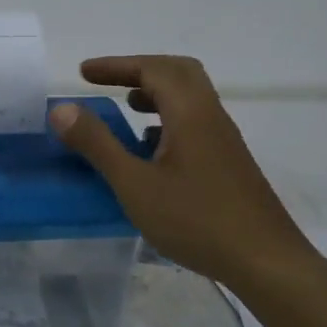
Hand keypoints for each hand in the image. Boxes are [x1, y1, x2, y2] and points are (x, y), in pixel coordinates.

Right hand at [50, 55, 318, 288]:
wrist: (265, 261)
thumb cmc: (196, 220)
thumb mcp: (135, 184)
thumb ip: (97, 144)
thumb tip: (62, 108)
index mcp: (190, 113)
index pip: (153, 68)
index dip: (116, 65)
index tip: (83, 73)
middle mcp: (211, 117)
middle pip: (177, 73)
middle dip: (138, 71)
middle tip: (106, 83)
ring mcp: (223, 141)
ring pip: (188, 100)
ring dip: (154, 95)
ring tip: (124, 111)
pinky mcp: (228, 163)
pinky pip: (194, 124)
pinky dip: (166, 121)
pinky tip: (150, 151)